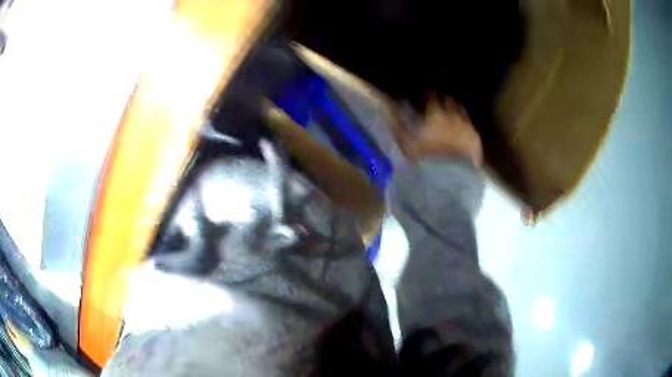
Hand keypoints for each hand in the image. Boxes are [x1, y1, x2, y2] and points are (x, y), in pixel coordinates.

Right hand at [388, 95, 482, 167]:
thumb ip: (398, 121)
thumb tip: (391, 106)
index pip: (431, 95)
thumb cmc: (424, 159)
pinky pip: (470, 124)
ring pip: (461, 109)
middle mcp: (453, 114)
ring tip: (449, 119)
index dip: (426, 97)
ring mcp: (467, 126)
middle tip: (436, 109)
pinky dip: (464, 124)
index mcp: (435, 112)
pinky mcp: (476, 139)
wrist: (449, 178)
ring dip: (454, 110)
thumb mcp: (405, 140)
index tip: (422, 102)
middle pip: (448, 99)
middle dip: (442, 101)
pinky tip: (460, 132)